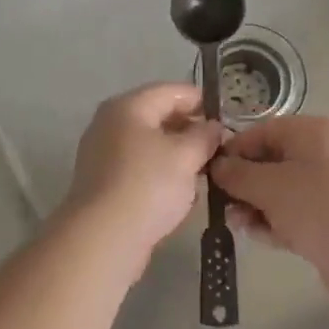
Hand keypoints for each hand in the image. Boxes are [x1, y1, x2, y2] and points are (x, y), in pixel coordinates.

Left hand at [60, 84, 224, 274]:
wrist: (103, 237)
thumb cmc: (148, 185)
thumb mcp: (186, 156)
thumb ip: (204, 136)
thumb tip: (212, 127)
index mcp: (127, 106)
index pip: (170, 91)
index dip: (200, 101)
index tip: (225, 118)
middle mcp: (109, 123)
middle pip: (157, 116)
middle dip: (189, 130)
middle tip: (218, 147)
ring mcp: (102, 154)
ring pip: (149, 145)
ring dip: (176, 155)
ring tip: (204, 171)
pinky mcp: (102, 183)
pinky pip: (138, 168)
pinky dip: (160, 175)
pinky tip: (181, 194)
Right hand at [210, 116, 328, 287]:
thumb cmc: (319, 207)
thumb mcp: (270, 186)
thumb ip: (238, 175)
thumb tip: (217, 167)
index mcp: (314, 132)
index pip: (263, 131)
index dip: (234, 150)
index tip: (210, 173)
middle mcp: (324, 154)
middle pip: (271, 162)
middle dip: (244, 184)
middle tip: (221, 204)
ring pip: (280, 191)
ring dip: (256, 206)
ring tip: (237, 224)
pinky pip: (294, 214)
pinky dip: (275, 222)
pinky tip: (258, 236)